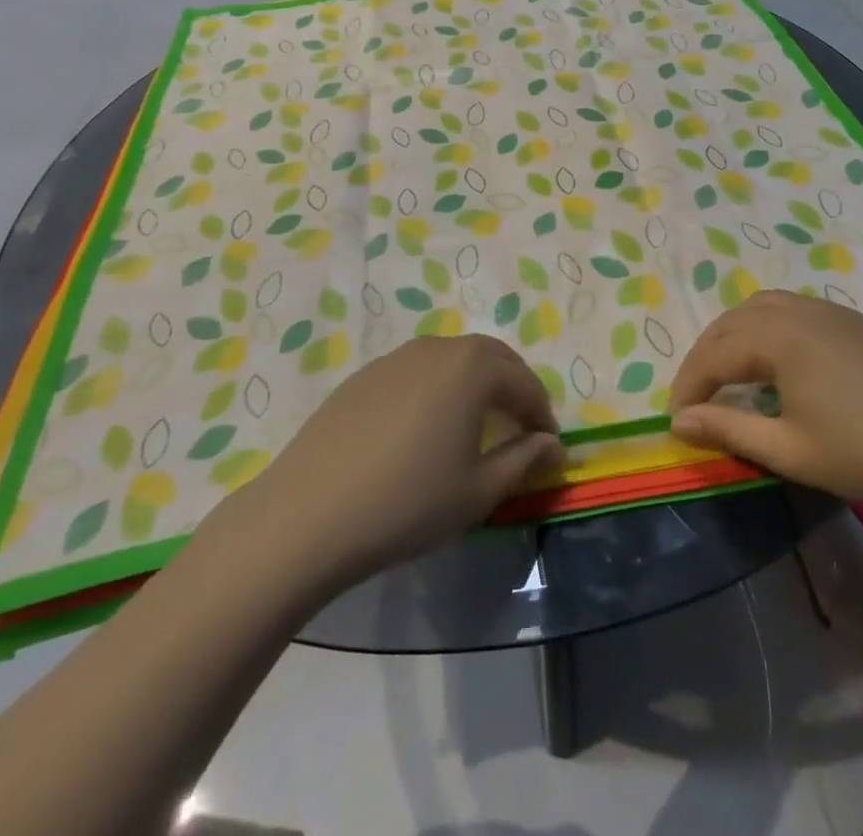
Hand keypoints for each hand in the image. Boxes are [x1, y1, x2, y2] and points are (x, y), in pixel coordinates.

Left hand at [215, 335, 561, 591]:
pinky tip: (426, 427)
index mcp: (472, 368)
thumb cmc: (407, 503)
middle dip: (513, 388)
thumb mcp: (478, 490)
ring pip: (452, 360)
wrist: (308, 515)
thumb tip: (554, 446)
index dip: (542, 415)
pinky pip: (417, 371)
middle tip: (521, 427)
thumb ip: (524, 460)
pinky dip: (438, 388)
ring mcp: (396, 357)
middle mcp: (437, 348)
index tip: (548, 447)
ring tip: (477, 424)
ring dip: (476, 383)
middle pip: (491, 358)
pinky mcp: (364, 375)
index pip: (524, 383)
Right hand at [668, 290, 862, 518]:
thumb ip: (728, 428)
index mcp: (779, 336)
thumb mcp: (789, 450)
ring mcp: (828, 310)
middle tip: (694, 398)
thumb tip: (677, 422)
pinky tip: (772, 359)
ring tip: (725, 372)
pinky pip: (790, 309)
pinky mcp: (851, 320)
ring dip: (732, 336)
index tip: (675, 420)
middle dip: (705, 357)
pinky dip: (764, 328)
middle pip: (732, 323)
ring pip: (760, 308)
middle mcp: (797, 310)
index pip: (714, 355)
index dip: (689, 387)